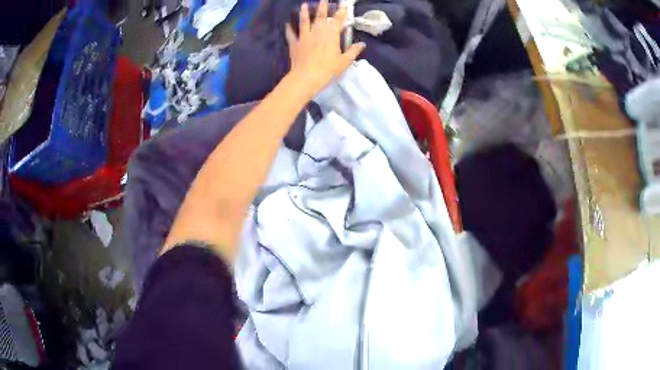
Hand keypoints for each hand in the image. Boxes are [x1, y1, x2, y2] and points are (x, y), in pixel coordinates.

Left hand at [285, 0, 365, 95]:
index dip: (341, 11)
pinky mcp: (295, 43)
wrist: (307, 76)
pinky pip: (291, 34)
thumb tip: (362, 44)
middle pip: (321, 16)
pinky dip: (289, 29)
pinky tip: (287, 24)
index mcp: (331, 35)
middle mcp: (318, 32)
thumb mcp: (344, 61)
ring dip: (304, 13)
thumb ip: (353, 51)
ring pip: (305, 22)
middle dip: (323, 7)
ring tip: (304, 5)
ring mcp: (305, 36)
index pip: (338, 20)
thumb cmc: (328, 69)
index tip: (343, 4)